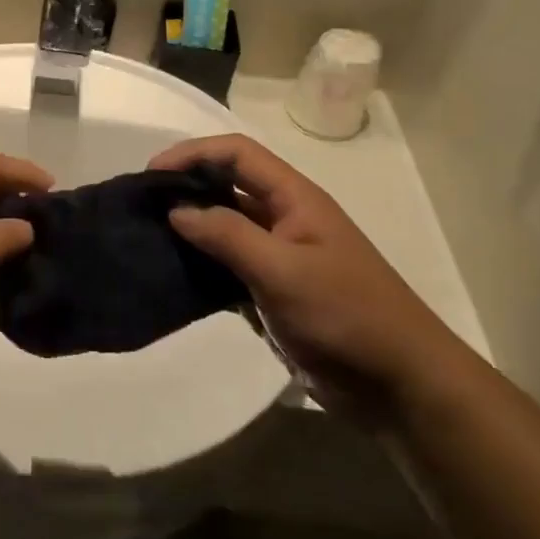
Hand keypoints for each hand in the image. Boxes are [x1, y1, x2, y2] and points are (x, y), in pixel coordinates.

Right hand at [151, 135, 471, 419]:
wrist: (398, 385)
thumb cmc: (346, 315)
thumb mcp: (283, 270)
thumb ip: (227, 236)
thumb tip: (176, 210)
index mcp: (295, 199)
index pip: (237, 154)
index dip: (193, 154)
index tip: (152, 174)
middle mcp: (284, 219)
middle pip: (226, 185)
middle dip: (185, 187)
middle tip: (141, 205)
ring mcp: (278, 257)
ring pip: (223, 227)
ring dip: (189, 228)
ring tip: (147, 238)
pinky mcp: (271, 292)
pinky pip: (226, 267)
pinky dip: (200, 266)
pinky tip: (172, 276)